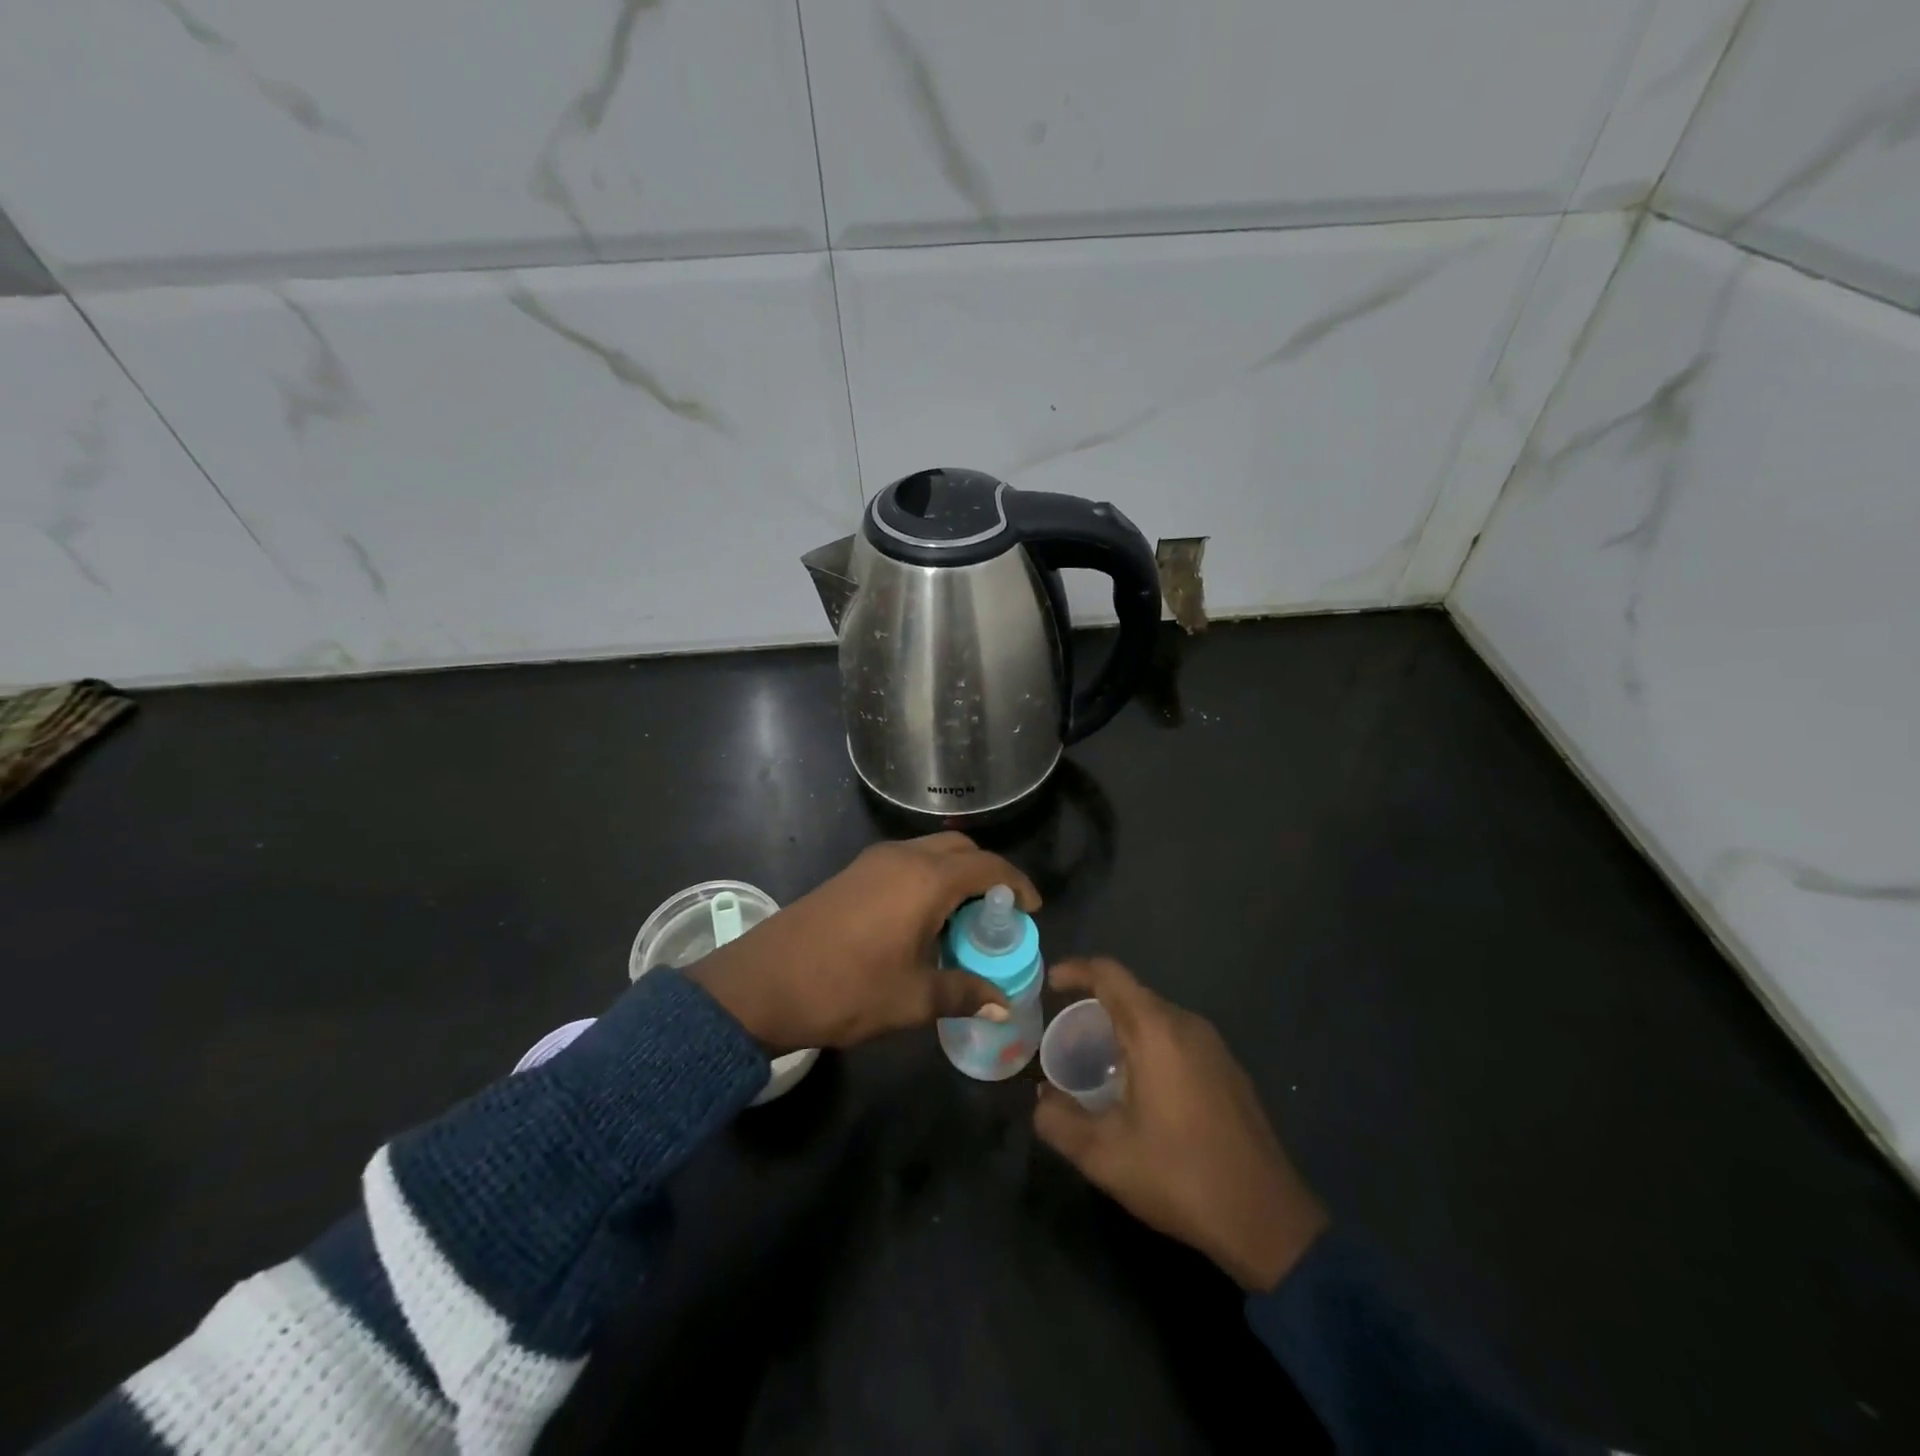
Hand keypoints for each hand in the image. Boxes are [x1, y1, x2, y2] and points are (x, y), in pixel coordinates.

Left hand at [686, 834, 1039, 1053]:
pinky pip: (906, 861)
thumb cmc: (846, 990)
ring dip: (954, 875)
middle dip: (986, 873)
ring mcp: (874, 861)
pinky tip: (922, 919)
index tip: (1031, 910)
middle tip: (996, 914)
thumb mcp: (912, 999)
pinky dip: (927, 878)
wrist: (762, 983)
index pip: (988, 866)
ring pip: (930, 851)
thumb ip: (963, 994)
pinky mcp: (853, 872)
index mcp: (926, 880)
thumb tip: (1002, 1005)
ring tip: (961, 920)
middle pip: (960, 849)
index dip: (1017, 884)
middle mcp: (904, 857)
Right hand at [1034, 957, 1327, 1291]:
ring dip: (1122, 1027)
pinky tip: (1139, 1087)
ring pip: (1156, 1016)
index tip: (1049, 984)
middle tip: (1066, 1036)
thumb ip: (1059, 1122)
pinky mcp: (1228, 1070)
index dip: (1076, 970)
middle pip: (1132, 994)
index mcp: (1156, 1031)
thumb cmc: (1180, 1176)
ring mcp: (1213, 1046)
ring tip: (1096, 1062)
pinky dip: (1149, 1044)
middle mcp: (1186, 1025)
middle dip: (1094, 1004)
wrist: (1267, 1220)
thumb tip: (1040, 1100)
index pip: (1110, 974)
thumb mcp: (1104, 1156)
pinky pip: (1177, 1037)